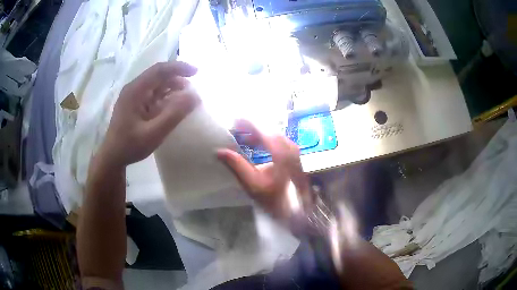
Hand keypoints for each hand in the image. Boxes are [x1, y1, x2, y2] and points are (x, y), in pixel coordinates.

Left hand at [99, 61, 199, 166]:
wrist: (113, 157)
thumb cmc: (130, 146)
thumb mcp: (154, 133)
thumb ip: (174, 114)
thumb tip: (195, 96)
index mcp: (135, 91)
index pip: (159, 70)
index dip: (179, 67)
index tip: (196, 72)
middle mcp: (133, 89)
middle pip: (157, 75)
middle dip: (177, 77)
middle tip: (192, 89)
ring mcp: (133, 96)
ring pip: (156, 84)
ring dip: (171, 87)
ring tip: (185, 97)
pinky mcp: (135, 103)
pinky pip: (152, 93)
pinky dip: (165, 95)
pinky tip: (172, 104)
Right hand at [217, 120, 312, 221]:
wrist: (297, 210)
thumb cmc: (274, 199)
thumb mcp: (253, 185)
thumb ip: (237, 166)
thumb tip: (220, 152)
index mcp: (280, 152)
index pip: (262, 131)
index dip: (248, 124)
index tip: (235, 120)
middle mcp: (289, 147)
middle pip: (269, 130)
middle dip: (252, 128)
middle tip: (237, 129)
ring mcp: (294, 151)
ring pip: (274, 135)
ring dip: (260, 134)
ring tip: (245, 137)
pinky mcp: (295, 155)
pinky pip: (279, 141)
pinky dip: (267, 140)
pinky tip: (258, 145)